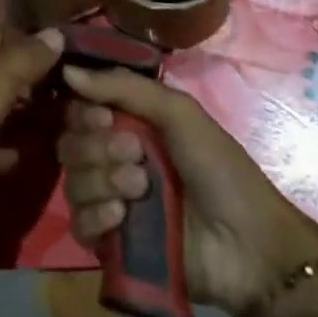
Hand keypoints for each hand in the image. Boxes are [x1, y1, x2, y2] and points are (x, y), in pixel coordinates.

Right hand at [59, 65, 317, 316]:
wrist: (251, 247)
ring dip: (103, 181)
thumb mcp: (179, 113)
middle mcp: (110, 160)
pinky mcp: (110, 244)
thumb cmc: (220, 169)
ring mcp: (108, 202)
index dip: (82, 113)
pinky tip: (122, 217)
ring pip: (72, 181)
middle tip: (137, 157)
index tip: (106, 118)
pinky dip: (96, 216)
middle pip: (69, 144)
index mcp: (125, 126)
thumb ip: (123, 86)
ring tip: (140, 190)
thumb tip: (66, 69)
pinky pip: (78, 224)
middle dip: (97, 148)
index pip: (77, 110)